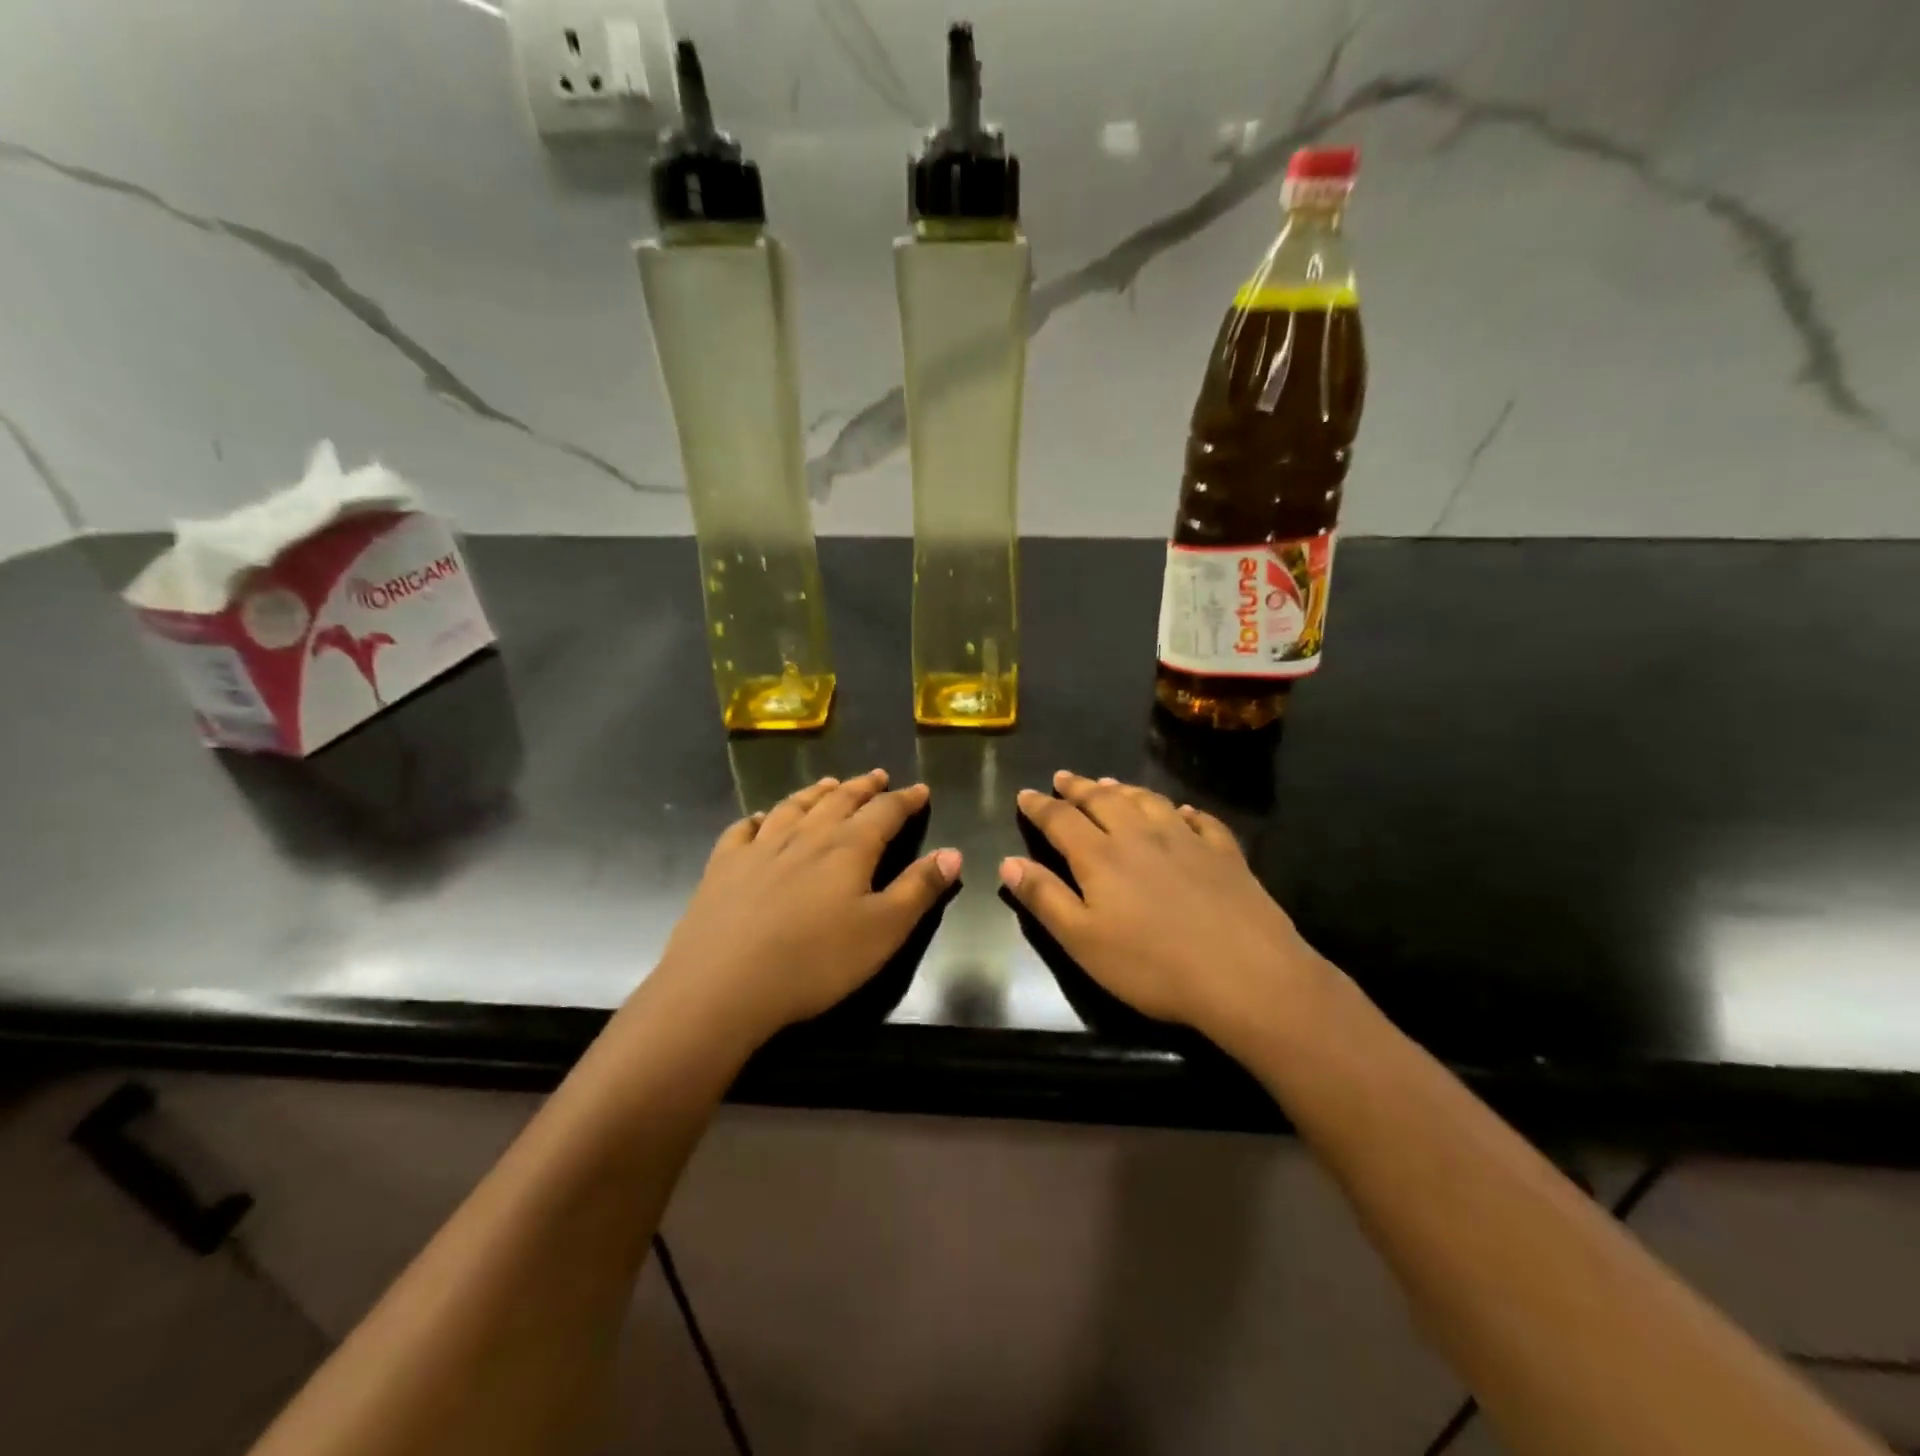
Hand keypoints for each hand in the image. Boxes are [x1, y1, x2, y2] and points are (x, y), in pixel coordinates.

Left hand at [645, 770, 960, 1050]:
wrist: (722, 986)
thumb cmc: (815, 962)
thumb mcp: (883, 931)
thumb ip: (919, 889)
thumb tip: (953, 853)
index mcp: (848, 848)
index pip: (885, 812)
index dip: (905, 800)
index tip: (920, 789)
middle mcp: (805, 836)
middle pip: (839, 800)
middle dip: (863, 787)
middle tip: (878, 776)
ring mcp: (759, 847)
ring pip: (794, 806)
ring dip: (816, 792)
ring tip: (829, 784)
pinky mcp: (724, 866)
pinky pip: (743, 829)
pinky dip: (758, 818)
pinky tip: (760, 819)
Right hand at [1000, 771, 1322, 1043]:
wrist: (1246, 975)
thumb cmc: (1152, 965)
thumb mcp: (1083, 941)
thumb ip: (1044, 898)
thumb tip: (1008, 862)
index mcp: (1101, 856)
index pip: (1061, 820)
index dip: (1040, 806)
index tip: (1026, 794)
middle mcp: (1140, 836)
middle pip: (1103, 800)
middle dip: (1078, 787)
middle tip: (1063, 777)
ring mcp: (1187, 840)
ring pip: (1147, 801)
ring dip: (1123, 790)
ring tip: (1109, 783)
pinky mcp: (1224, 853)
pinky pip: (1199, 820)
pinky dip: (1182, 811)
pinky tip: (1181, 811)